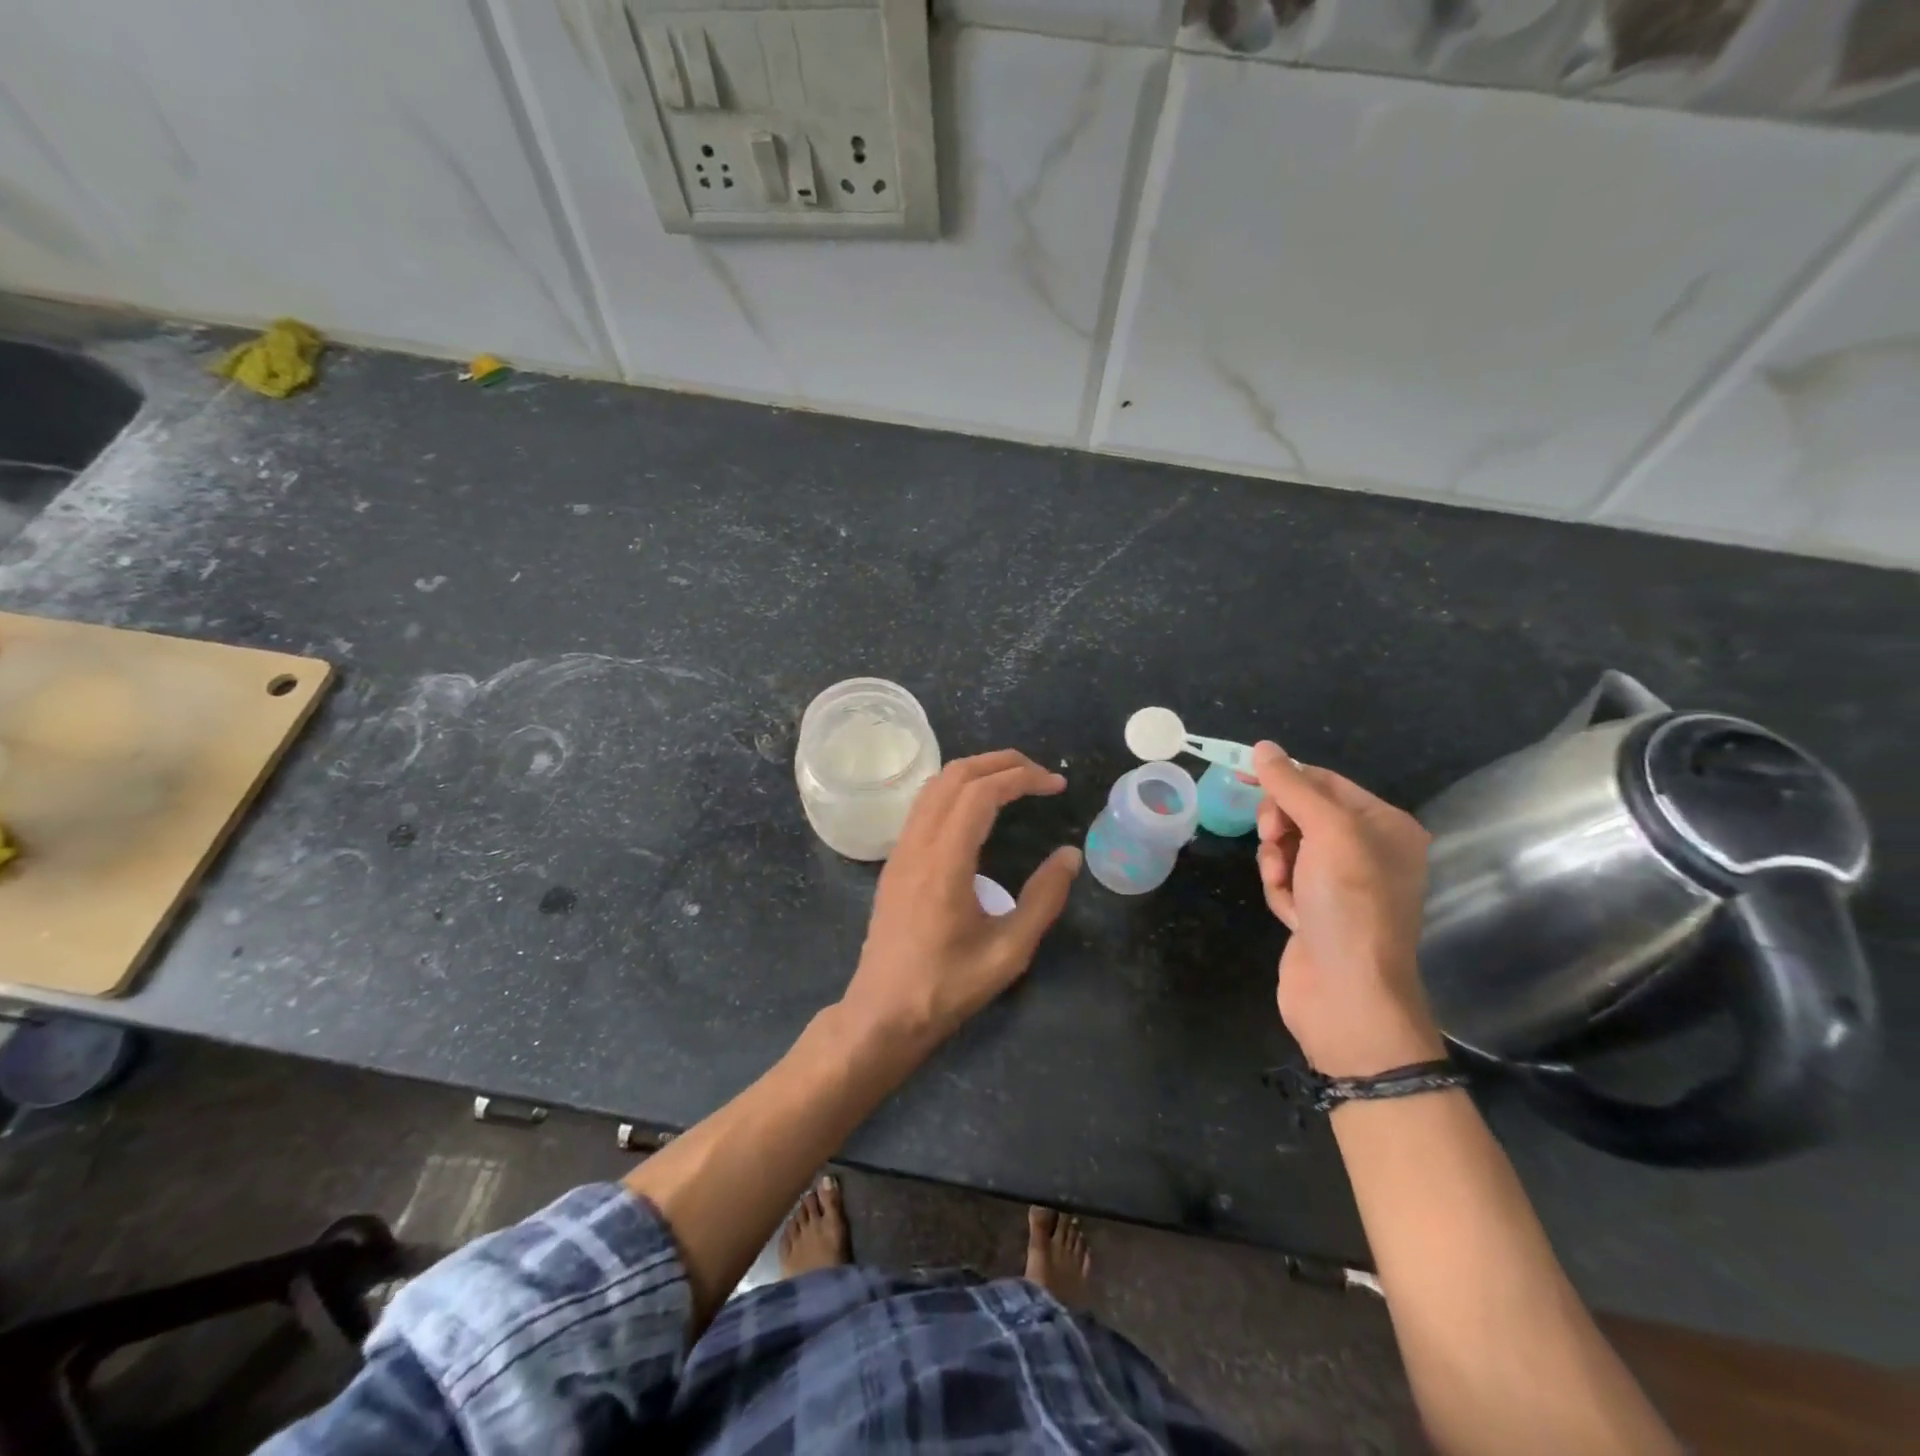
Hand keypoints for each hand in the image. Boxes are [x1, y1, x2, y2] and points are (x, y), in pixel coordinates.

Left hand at [841, 750, 1081, 1047]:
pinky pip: (924, 805)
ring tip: (1014, 782)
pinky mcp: (895, 862)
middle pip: (954, 776)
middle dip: (1000, 763)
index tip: (1056, 785)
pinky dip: (956, 790)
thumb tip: (1070, 855)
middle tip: (1040, 775)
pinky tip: (978, 809)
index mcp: (945, 863)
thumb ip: (1044, 899)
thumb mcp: (1009, 951)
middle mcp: (917, 845)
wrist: (883, 1014)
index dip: (1021, 778)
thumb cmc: (947, 987)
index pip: (980, 794)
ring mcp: (900, 851)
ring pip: (934, 786)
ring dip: (975, 772)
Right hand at [1251, 742, 1443, 1076]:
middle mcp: (1369, 851)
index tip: (1242, 779)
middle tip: (1275, 840)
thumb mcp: (1327, 833)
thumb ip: (1293, 787)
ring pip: (1288, 847)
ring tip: (1284, 884)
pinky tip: (1290, 913)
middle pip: (1302, 813)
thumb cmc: (1349, 904)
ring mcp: (1342, 885)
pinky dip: (1279, 890)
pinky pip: (1285, 880)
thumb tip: (1263, 747)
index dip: (1285, 779)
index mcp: (1386, 826)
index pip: (1325, 782)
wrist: (1347, 994)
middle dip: (1281, 826)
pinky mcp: (1318, 912)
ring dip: (1276, 861)